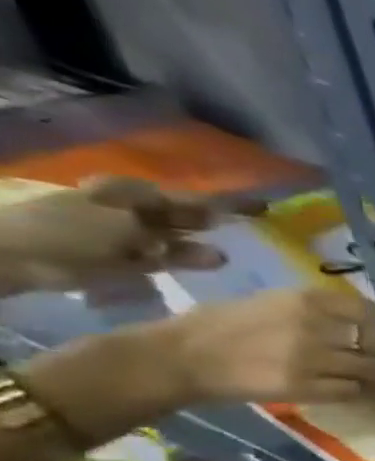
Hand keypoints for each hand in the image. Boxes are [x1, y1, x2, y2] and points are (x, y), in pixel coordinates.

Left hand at [0, 177, 239, 292]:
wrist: (15, 258)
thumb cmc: (70, 232)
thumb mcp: (128, 223)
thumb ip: (175, 225)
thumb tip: (220, 220)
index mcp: (132, 194)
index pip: (190, 196)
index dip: (227, 201)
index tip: (264, 206)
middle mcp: (134, 210)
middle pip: (183, 215)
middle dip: (215, 221)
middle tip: (258, 229)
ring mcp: (129, 236)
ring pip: (177, 238)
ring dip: (202, 246)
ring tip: (232, 257)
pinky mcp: (127, 260)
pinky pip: (166, 258)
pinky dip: (186, 261)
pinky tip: (208, 267)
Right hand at [157, 286, 374, 404]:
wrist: (177, 357)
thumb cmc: (221, 325)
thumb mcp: (273, 303)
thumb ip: (319, 310)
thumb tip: (365, 322)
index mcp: (306, 299)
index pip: (371, 311)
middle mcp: (314, 326)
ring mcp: (311, 358)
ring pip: (371, 369)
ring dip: (371, 374)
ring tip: (361, 375)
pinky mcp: (304, 387)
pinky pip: (351, 390)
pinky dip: (352, 390)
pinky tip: (341, 387)